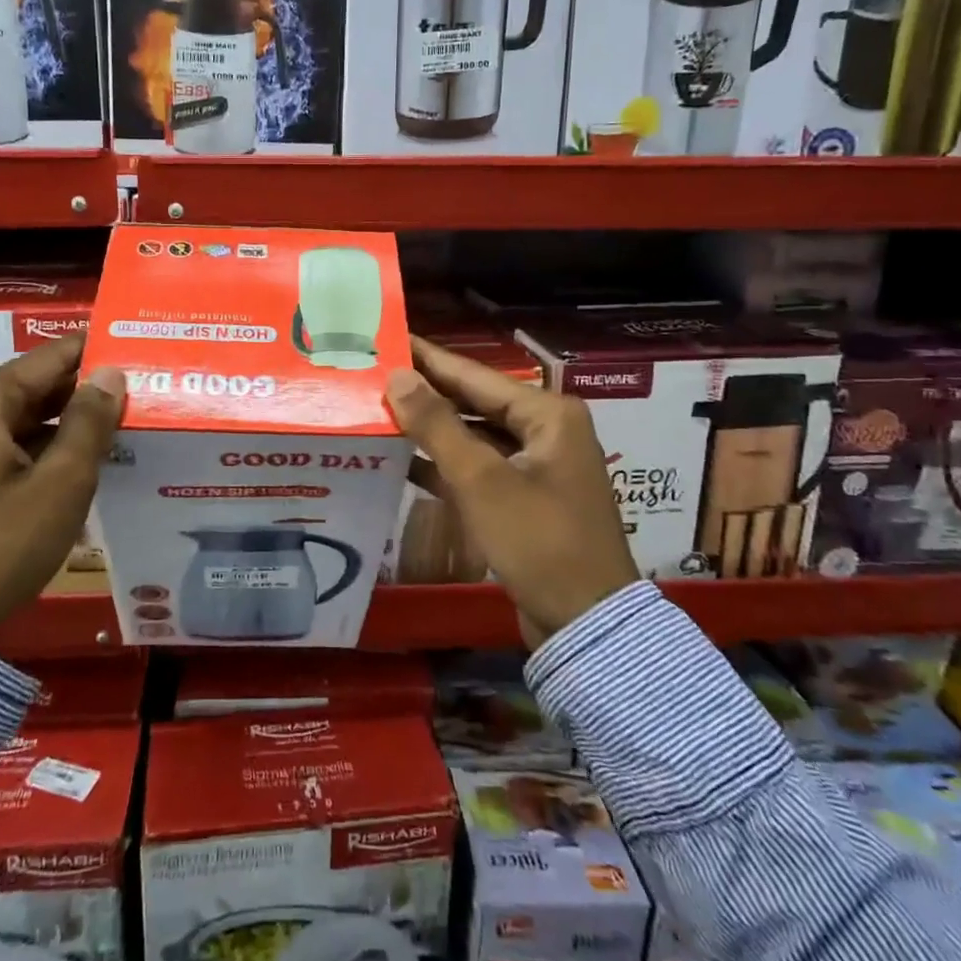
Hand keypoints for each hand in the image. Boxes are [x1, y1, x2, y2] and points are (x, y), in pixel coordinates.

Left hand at [0, 334, 123, 642]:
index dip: (94, 351)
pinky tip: (70, 463)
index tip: (134, 348)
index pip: (49, 358)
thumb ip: (90, 422)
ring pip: (15, 418)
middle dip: (80, 390)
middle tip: (133, 391)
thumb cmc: (0, 546)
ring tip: (112, 427)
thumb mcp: (61, 484)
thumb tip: (110, 374)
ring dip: (61, 422)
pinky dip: (35, 447)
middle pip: (30, 386)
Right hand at [386, 337, 638, 647]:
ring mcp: (536, 465)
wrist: (585, 624)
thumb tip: (398, 375)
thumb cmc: (538, 541)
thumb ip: (436, 424)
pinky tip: (402, 458)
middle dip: (426, 392)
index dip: (429, 358)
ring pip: (473, 435)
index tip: (390, 337)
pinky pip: (478, 467)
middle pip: (474, 402)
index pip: (474, 375)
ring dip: (431, 429)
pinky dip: (444, 463)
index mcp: (547, 414)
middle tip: (375, 374)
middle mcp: (545, 430)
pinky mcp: (524, 497)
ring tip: (380, 410)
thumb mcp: (481, 480)